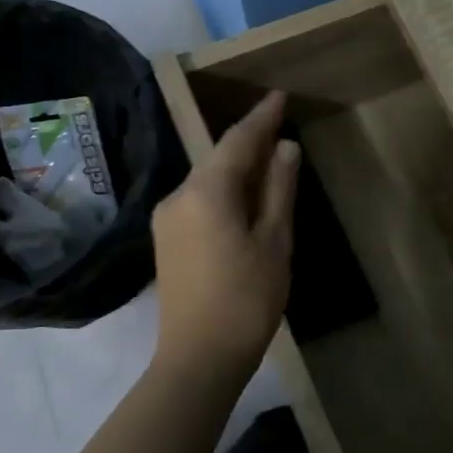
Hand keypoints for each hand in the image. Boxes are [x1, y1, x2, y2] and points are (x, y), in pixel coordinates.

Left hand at [151, 90, 299, 378]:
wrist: (198, 358)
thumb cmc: (247, 299)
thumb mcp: (274, 241)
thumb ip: (278, 190)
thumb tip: (285, 148)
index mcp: (206, 192)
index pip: (237, 141)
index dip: (261, 117)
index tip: (279, 94)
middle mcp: (178, 197)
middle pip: (218, 158)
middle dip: (249, 140)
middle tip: (279, 123)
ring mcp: (167, 220)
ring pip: (208, 180)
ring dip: (238, 167)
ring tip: (269, 159)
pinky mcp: (167, 241)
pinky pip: (200, 200)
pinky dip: (225, 190)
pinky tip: (245, 197)